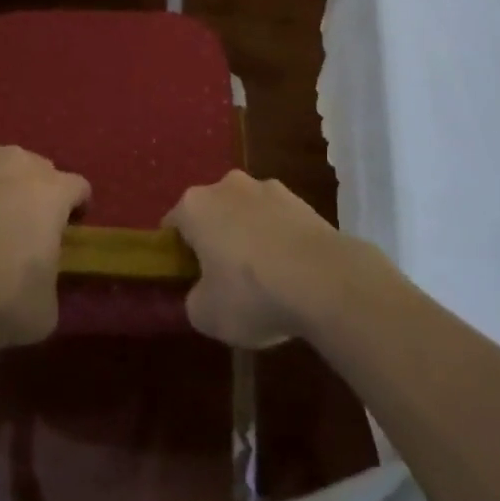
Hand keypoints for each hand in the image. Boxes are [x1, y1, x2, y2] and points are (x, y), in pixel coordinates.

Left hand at [0, 145, 88, 350]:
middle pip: (36, 168)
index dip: (76, 207)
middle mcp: (15, 164)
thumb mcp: (41, 314)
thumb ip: (49, 288)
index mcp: (51, 192)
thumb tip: (39, 285)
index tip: (69, 228)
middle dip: (34, 192)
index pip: (78, 187)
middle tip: (22, 228)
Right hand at [163, 171, 349, 348]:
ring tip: (265, 281)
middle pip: (212, 214)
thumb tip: (202, 293)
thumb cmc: (252, 293)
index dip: (177, 254)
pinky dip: (279, 241)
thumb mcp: (206, 314)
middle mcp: (227, 185)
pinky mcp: (302, 200)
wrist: (326, 280)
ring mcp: (268, 188)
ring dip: (249, 237)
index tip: (188, 280)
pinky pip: (279, 222)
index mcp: (195, 206)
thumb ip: (194, 300)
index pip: (173, 225)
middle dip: (215, 240)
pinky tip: (292, 274)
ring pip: (247, 214)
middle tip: (224, 281)